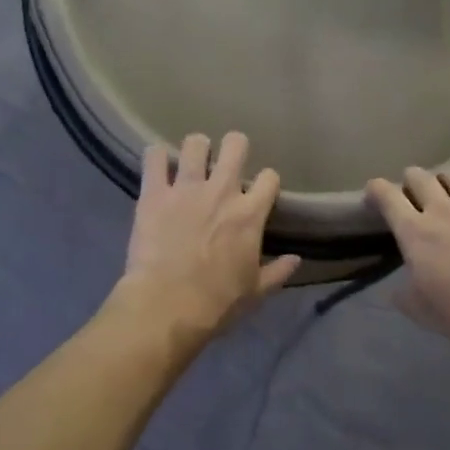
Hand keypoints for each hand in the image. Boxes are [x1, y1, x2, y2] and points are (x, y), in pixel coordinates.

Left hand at [121, 132, 300, 335]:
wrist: (168, 306)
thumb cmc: (217, 302)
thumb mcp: (255, 291)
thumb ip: (278, 271)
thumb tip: (296, 260)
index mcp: (250, 214)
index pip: (269, 177)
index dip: (266, 181)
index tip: (259, 191)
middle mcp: (222, 191)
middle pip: (235, 145)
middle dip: (233, 147)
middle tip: (225, 161)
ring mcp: (186, 188)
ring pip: (195, 143)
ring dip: (195, 149)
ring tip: (190, 161)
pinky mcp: (154, 194)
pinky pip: (153, 157)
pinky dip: (155, 157)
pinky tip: (156, 164)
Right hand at [366, 168, 449, 358]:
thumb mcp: (421, 311)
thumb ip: (404, 295)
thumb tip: (395, 289)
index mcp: (414, 233)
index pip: (387, 196)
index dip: (376, 189)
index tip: (374, 193)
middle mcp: (442, 210)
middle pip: (420, 177)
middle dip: (411, 180)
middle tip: (414, 193)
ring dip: (446, 179)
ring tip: (449, 189)